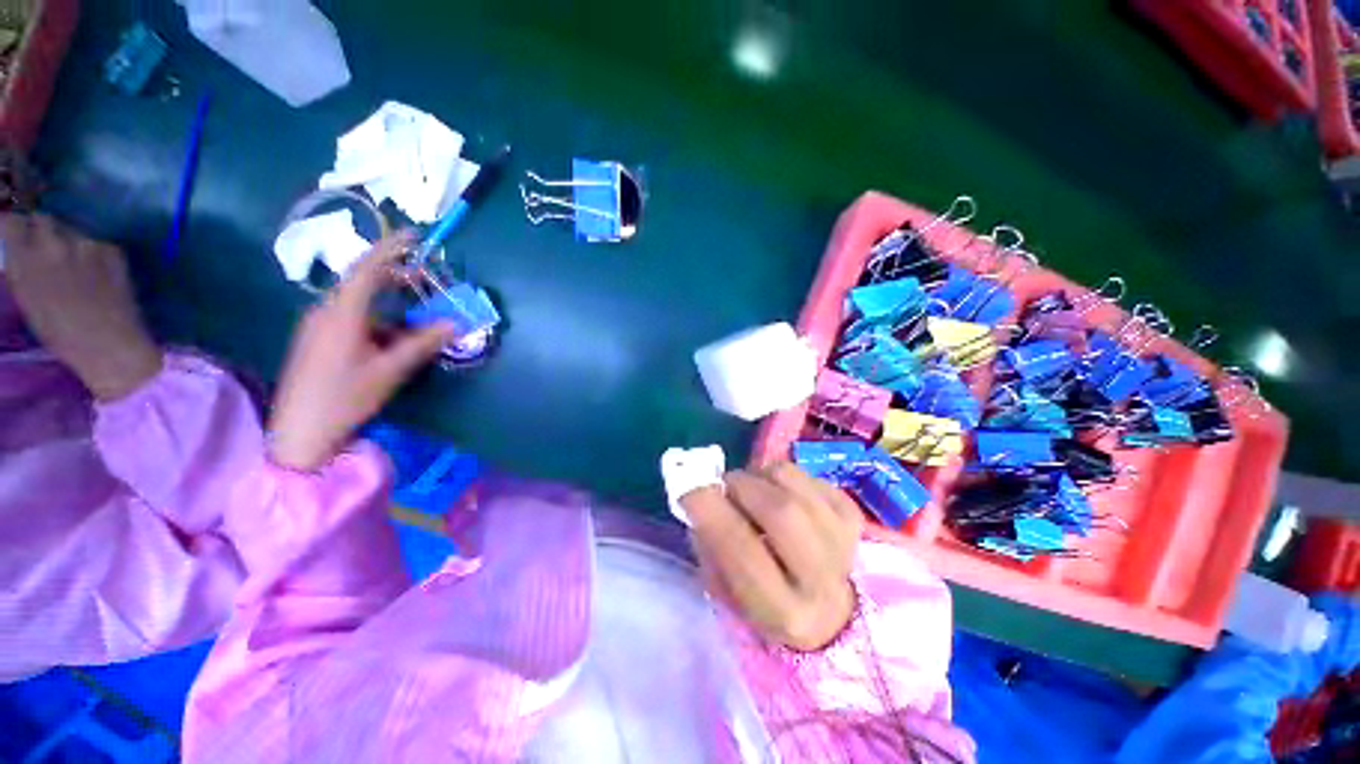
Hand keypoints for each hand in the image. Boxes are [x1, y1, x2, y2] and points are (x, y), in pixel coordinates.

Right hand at [0, 213, 162, 400]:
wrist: (110, 345)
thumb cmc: (62, 335)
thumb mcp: (28, 300)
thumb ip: (22, 269)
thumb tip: (18, 251)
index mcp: (25, 259)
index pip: (12, 222)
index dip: (15, 226)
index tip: (17, 233)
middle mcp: (53, 244)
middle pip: (44, 219)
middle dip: (42, 230)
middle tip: (46, 248)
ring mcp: (85, 244)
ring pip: (71, 229)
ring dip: (69, 241)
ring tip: (75, 266)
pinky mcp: (112, 250)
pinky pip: (98, 243)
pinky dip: (95, 252)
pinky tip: (99, 274)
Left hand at [268, 232, 455, 470]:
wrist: (299, 431)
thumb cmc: (345, 398)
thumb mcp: (390, 370)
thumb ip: (423, 343)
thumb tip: (455, 323)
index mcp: (341, 313)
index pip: (367, 269)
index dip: (391, 248)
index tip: (415, 235)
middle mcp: (325, 311)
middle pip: (362, 280)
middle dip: (394, 273)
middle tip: (425, 277)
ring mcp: (318, 325)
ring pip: (358, 300)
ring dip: (387, 298)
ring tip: (414, 309)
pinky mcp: (318, 338)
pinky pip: (351, 315)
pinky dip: (377, 315)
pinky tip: (391, 335)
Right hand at [682, 462, 863, 650]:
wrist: (831, 612)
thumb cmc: (766, 602)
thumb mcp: (727, 591)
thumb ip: (709, 543)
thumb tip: (700, 492)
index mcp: (784, 612)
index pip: (741, 549)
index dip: (710, 510)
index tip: (689, 488)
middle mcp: (823, 580)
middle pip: (779, 509)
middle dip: (741, 486)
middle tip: (727, 486)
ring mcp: (845, 541)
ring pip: (790, 480)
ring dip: (760, 476)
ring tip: (754, 492)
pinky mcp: (853, 514)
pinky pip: (807, 473)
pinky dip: (783, 477)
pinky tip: (782, 495)